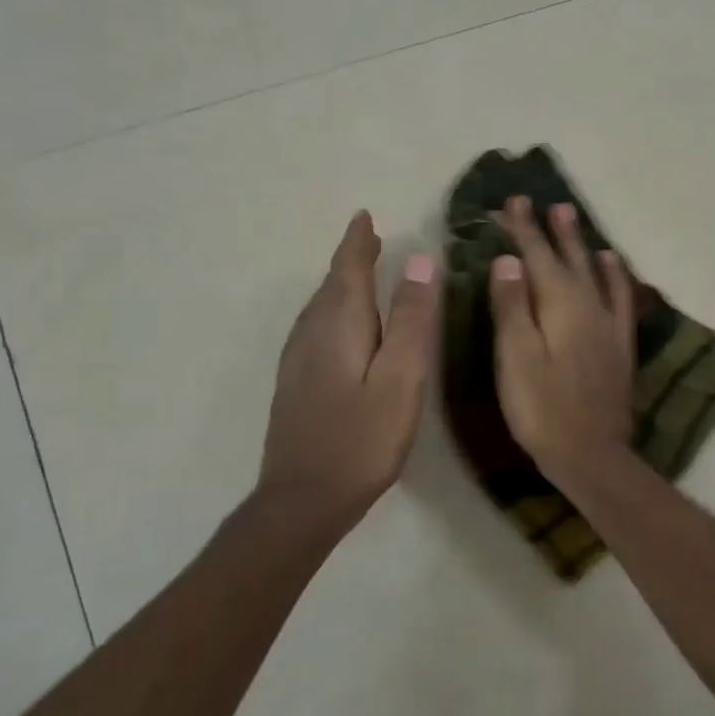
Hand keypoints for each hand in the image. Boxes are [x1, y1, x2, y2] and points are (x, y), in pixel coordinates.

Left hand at [258, 211, 440, 529]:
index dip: (358, 241)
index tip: (365, 216)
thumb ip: (410, 319)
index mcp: (339, 324)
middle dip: (352, 259)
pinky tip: (343, 328)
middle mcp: (311, 332)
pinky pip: (316, 328)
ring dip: (342, 284)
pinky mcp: (295, 383)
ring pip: (321, 307)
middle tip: (372, 240)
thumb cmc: (362, 438)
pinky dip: (334, 311)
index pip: (348, 268)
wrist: (302, 500)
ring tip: (363, 273)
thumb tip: (420, 261)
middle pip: (332, 284)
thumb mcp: (401, 378)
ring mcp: (297, 359)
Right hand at [487, 197, 635, 486]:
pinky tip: (611, 265)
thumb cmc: (542, 408)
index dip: (524, 229)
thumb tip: (509, 259)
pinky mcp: (619, 344)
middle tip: (545, 202)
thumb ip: (512, 306)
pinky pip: (620, 297)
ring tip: (573, 218)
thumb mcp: (516, 357)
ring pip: (595, 271)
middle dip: (553, 230)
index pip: (538, 256)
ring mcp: (608, 324)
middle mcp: (589, 305)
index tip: (514, 201)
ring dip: (582, 244)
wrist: (591, 454)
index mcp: (560, 305)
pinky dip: (615, 275)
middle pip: (569, 258)